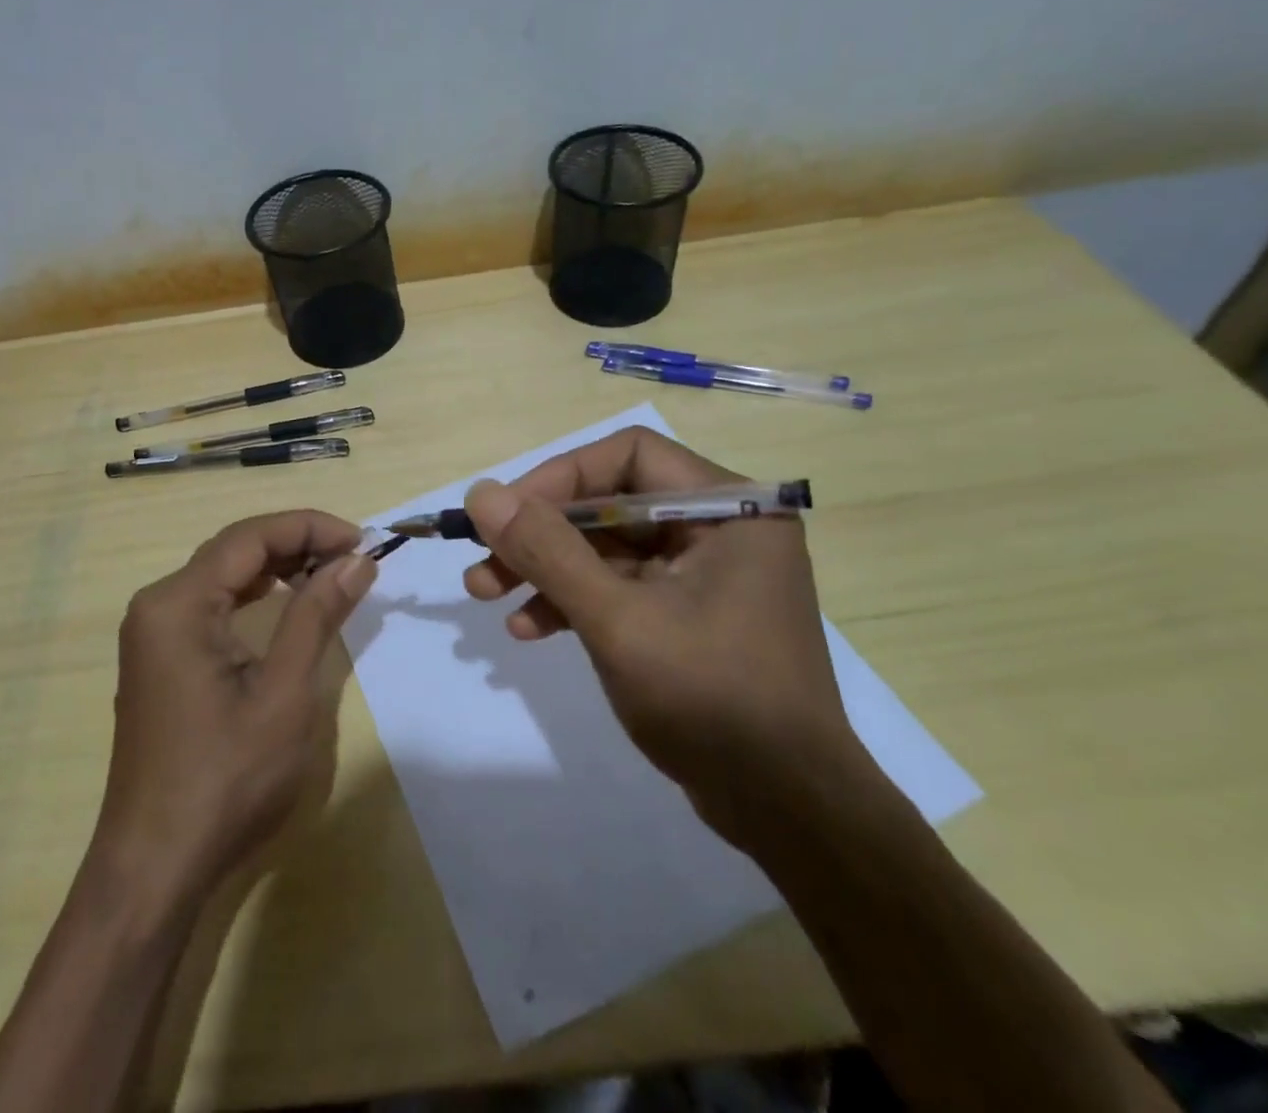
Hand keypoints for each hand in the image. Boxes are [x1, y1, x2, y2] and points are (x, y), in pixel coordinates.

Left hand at [91, 511, 376, 901]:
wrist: (155, 867)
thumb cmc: (225, 779)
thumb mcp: (284, 693)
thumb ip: (317, 615)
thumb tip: (357, 559)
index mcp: (177, 603)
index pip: (250, 537)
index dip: (310, 528)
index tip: (362, 540)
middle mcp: (157, 605)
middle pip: (234, 550)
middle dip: (296, 543)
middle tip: (353, 557)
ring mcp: (153, 633)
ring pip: (223, 574)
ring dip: (277, 566)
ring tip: (329, 572)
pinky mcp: (161, 659)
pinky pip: (211, 604)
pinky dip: (254, 595)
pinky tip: (284, 602)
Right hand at [462, 426, 861, 847]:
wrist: (786, 812)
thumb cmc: (711, 699)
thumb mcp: (618, 620)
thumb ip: (548, 551)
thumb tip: (482, 493)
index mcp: (730, 509)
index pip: (629, 455)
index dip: (560, 476)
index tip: (507, 512)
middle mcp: (720, 528)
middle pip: (611, 502)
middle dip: (541, 532)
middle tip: (481, 557)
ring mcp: (704, 574)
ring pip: (607, 548)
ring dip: (546, 569)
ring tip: (484, 593)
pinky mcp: (688, 614)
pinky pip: (620, 587)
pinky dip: (574, 602)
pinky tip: (529, 628)